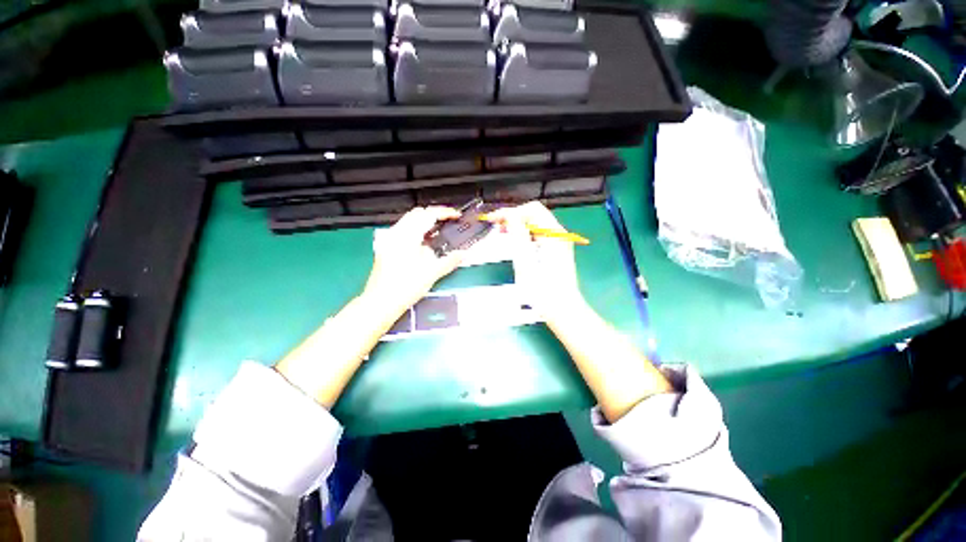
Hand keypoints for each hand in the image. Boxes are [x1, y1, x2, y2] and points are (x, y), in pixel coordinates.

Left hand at [361, 206, 462, 318]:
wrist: (381, 302)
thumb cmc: (404, 288)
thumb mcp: (432, 273)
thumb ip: (450, 261)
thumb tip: (463, 254)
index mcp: (407, 236)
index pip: (428, 214)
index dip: (444, 212)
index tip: (456, 216)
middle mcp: (396, 234)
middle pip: (417, 213)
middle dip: (434, 215)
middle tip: (448, 223)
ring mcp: (389, 240)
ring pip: (409, 221)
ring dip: (424, 223)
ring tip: (438, 233)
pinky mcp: (386, 248)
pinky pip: (403, 231)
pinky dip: (416, 231)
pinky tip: (424, 244)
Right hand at [488, 202, 584, 319]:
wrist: (562, 311)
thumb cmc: (543, 291)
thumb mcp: (526, 262)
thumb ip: (519, 236)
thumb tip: (510, 216)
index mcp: (554, 234)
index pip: (531, 210)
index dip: (510, 212)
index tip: (492, 220)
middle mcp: (559, 234)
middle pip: (535, 214)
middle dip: (514, 217)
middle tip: (496, 227)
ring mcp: (559, 242)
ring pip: (536, 224)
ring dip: (518, 225)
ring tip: (502, 233)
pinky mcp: (557, 250)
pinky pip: (539, 234)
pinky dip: (525, 234)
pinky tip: (515, 242)